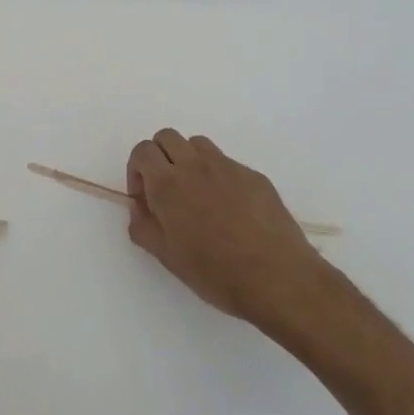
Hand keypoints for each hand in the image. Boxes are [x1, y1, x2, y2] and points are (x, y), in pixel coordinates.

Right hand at [127, 130, 350, 351]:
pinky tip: (229, 209)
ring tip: (195, 194)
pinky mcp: (254, 175)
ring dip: (187, 160)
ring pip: (197, 144)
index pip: (143, 151)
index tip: (144, 198)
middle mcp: (196, 166)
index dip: (137, 170)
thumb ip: (143, 226)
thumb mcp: (167, 257)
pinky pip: (226, 163)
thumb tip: (139, 207)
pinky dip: (217, 175)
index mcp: (168, 184)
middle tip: (165, 190)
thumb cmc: (215, 272)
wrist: (277, 277)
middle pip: (167, 137)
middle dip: (159, 158)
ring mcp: (228, 167)